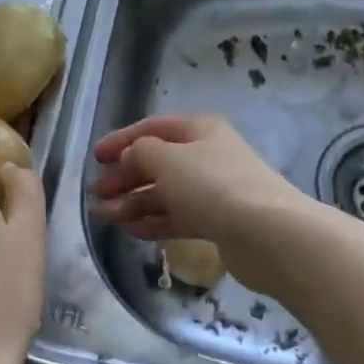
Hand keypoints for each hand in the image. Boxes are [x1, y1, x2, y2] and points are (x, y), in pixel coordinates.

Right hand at [90, 114, 313, 293]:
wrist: (268, 234)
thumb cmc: (213, 185)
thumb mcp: (167, 159)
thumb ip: (139, 152)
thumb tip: (130, 157)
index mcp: (199, 129)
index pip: (151, 128)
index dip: (121, 140)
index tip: (94, 158)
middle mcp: (206, 155)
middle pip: (157, 162)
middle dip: (124, 176)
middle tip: (96, 194)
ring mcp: (214, 189)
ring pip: (165, 192)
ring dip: (133, 202)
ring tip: (103, 217)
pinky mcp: (218, 221)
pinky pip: (178, 216)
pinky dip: (154, 221)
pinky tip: (131, 231)